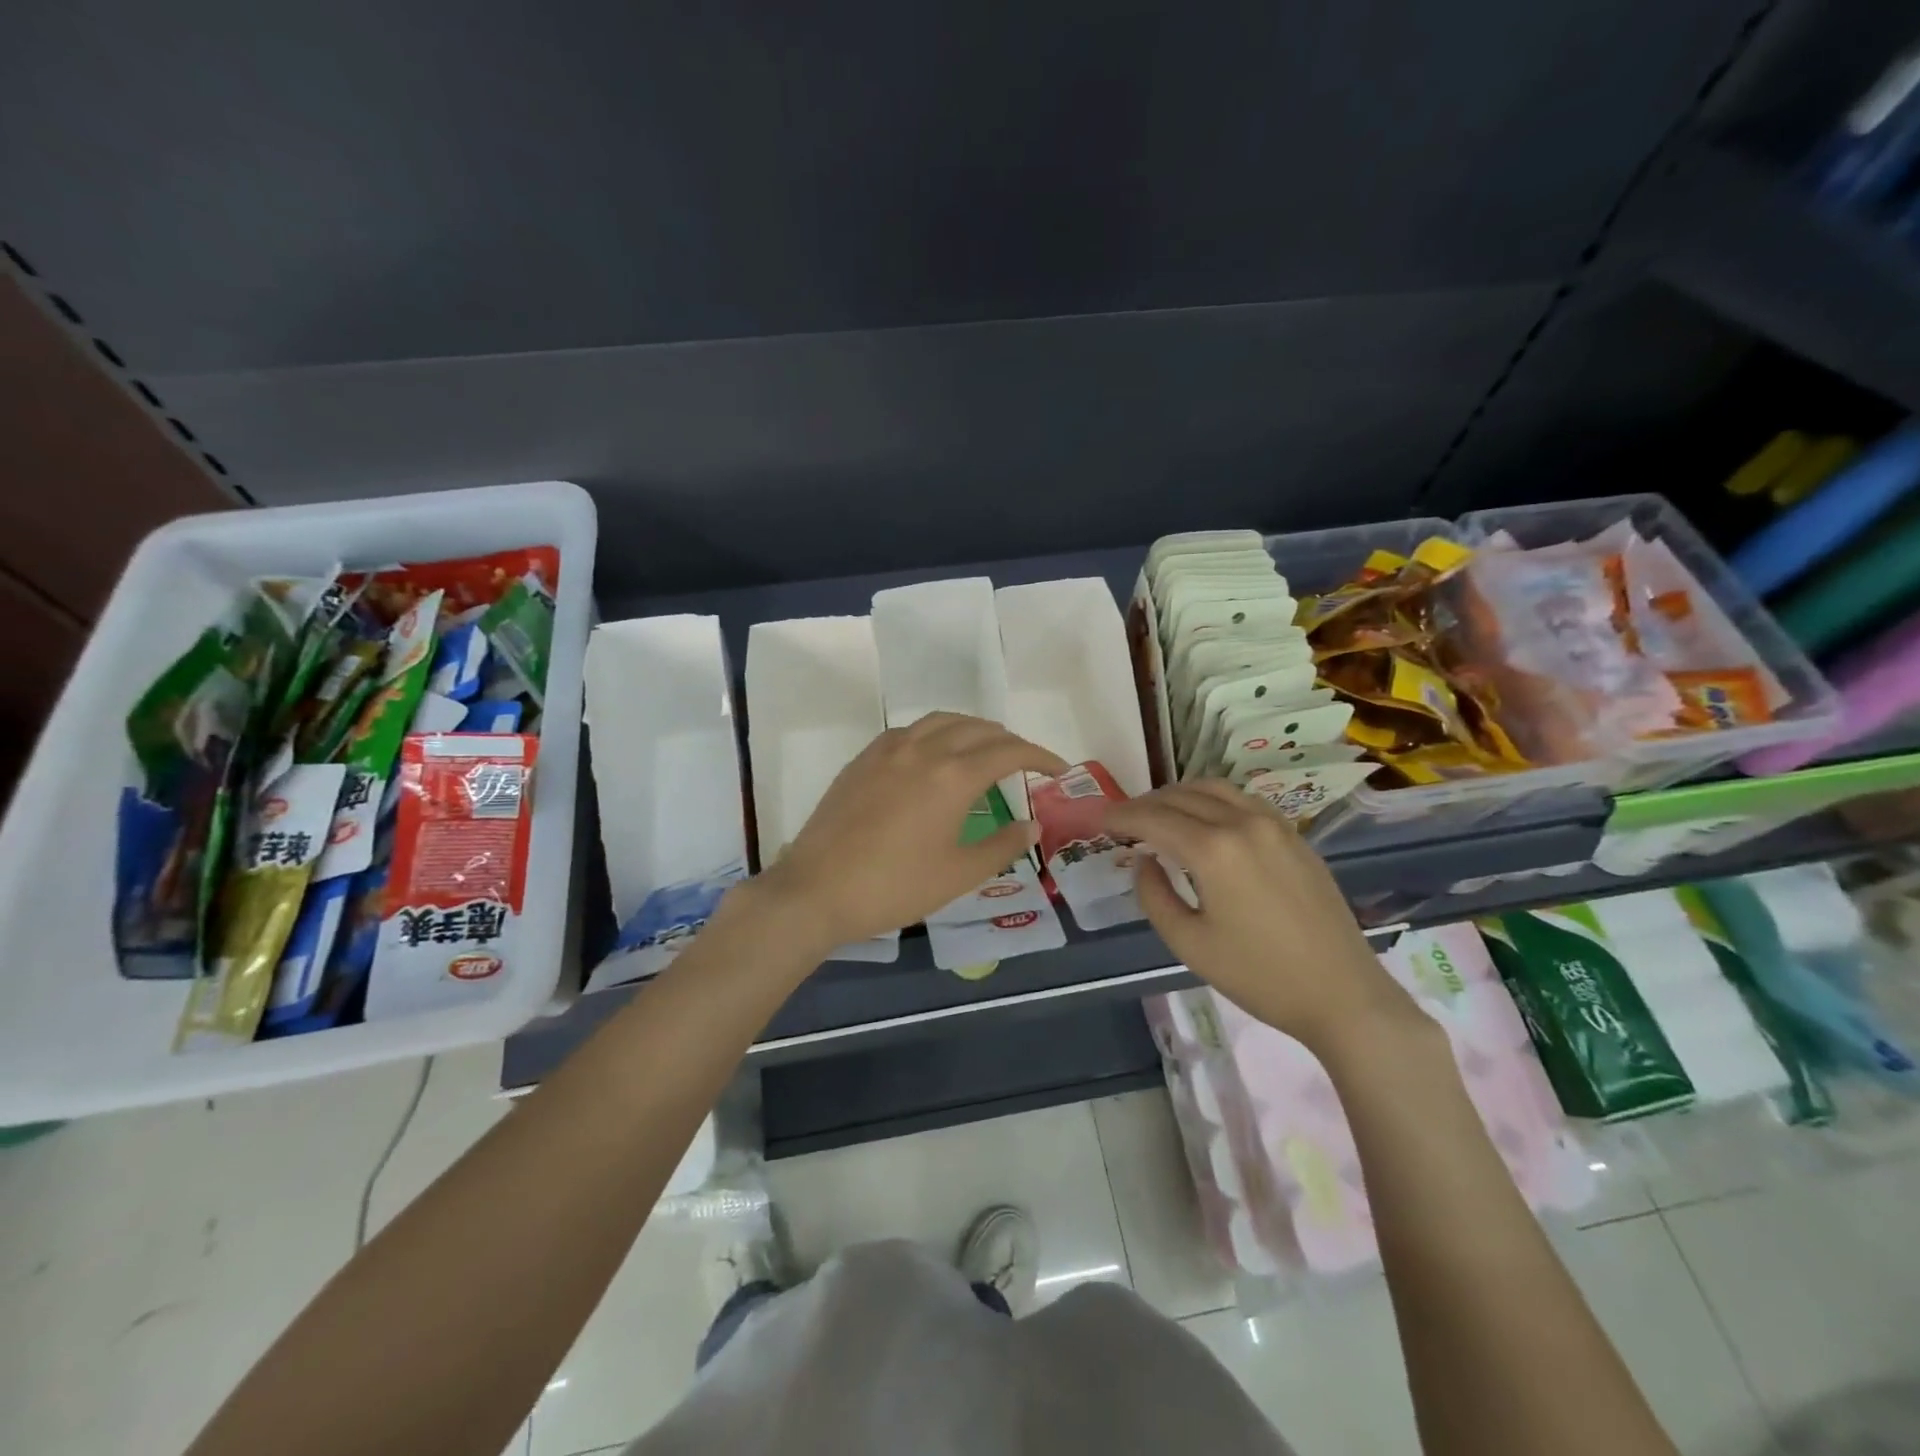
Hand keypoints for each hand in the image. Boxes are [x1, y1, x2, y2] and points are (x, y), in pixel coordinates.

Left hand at [756, 712, 1067, 951]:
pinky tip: (933, 755)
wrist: (816, 889)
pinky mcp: (863, 759)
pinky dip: (935, 733)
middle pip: (978, 729)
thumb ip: (1002, 845)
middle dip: (1009, 741)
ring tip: (984, 749)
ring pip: (941, 720)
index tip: (1058, 770)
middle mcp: (923, 749)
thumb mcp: (958, 874)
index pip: (1009, 751)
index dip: (1040, 756)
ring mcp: (888, 749)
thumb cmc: (894, 887)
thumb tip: (1033, 824)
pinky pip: (909, 730)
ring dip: (972, 729)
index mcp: (953, 776)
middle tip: (1025, 763)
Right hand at [1106, 781, 1416, 1051]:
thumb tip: (1144, 860)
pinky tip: (1204, 821)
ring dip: (1179, 795)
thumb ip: (1153, 895)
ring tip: (1159, 815)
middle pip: (1181, 796)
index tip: (1100, 820)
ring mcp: (1274, 824)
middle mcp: (1243, 823)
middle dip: (1146, 804)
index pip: (1153, 817)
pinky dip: (1212, 800)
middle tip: (1123, 822)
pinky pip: (1242, 800)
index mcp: (1213, 850)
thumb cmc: (1259, 976)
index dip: (1121, 816)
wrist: (1342, 994)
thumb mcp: (1189, 943)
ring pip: (1214, 789)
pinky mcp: (1294, 835)